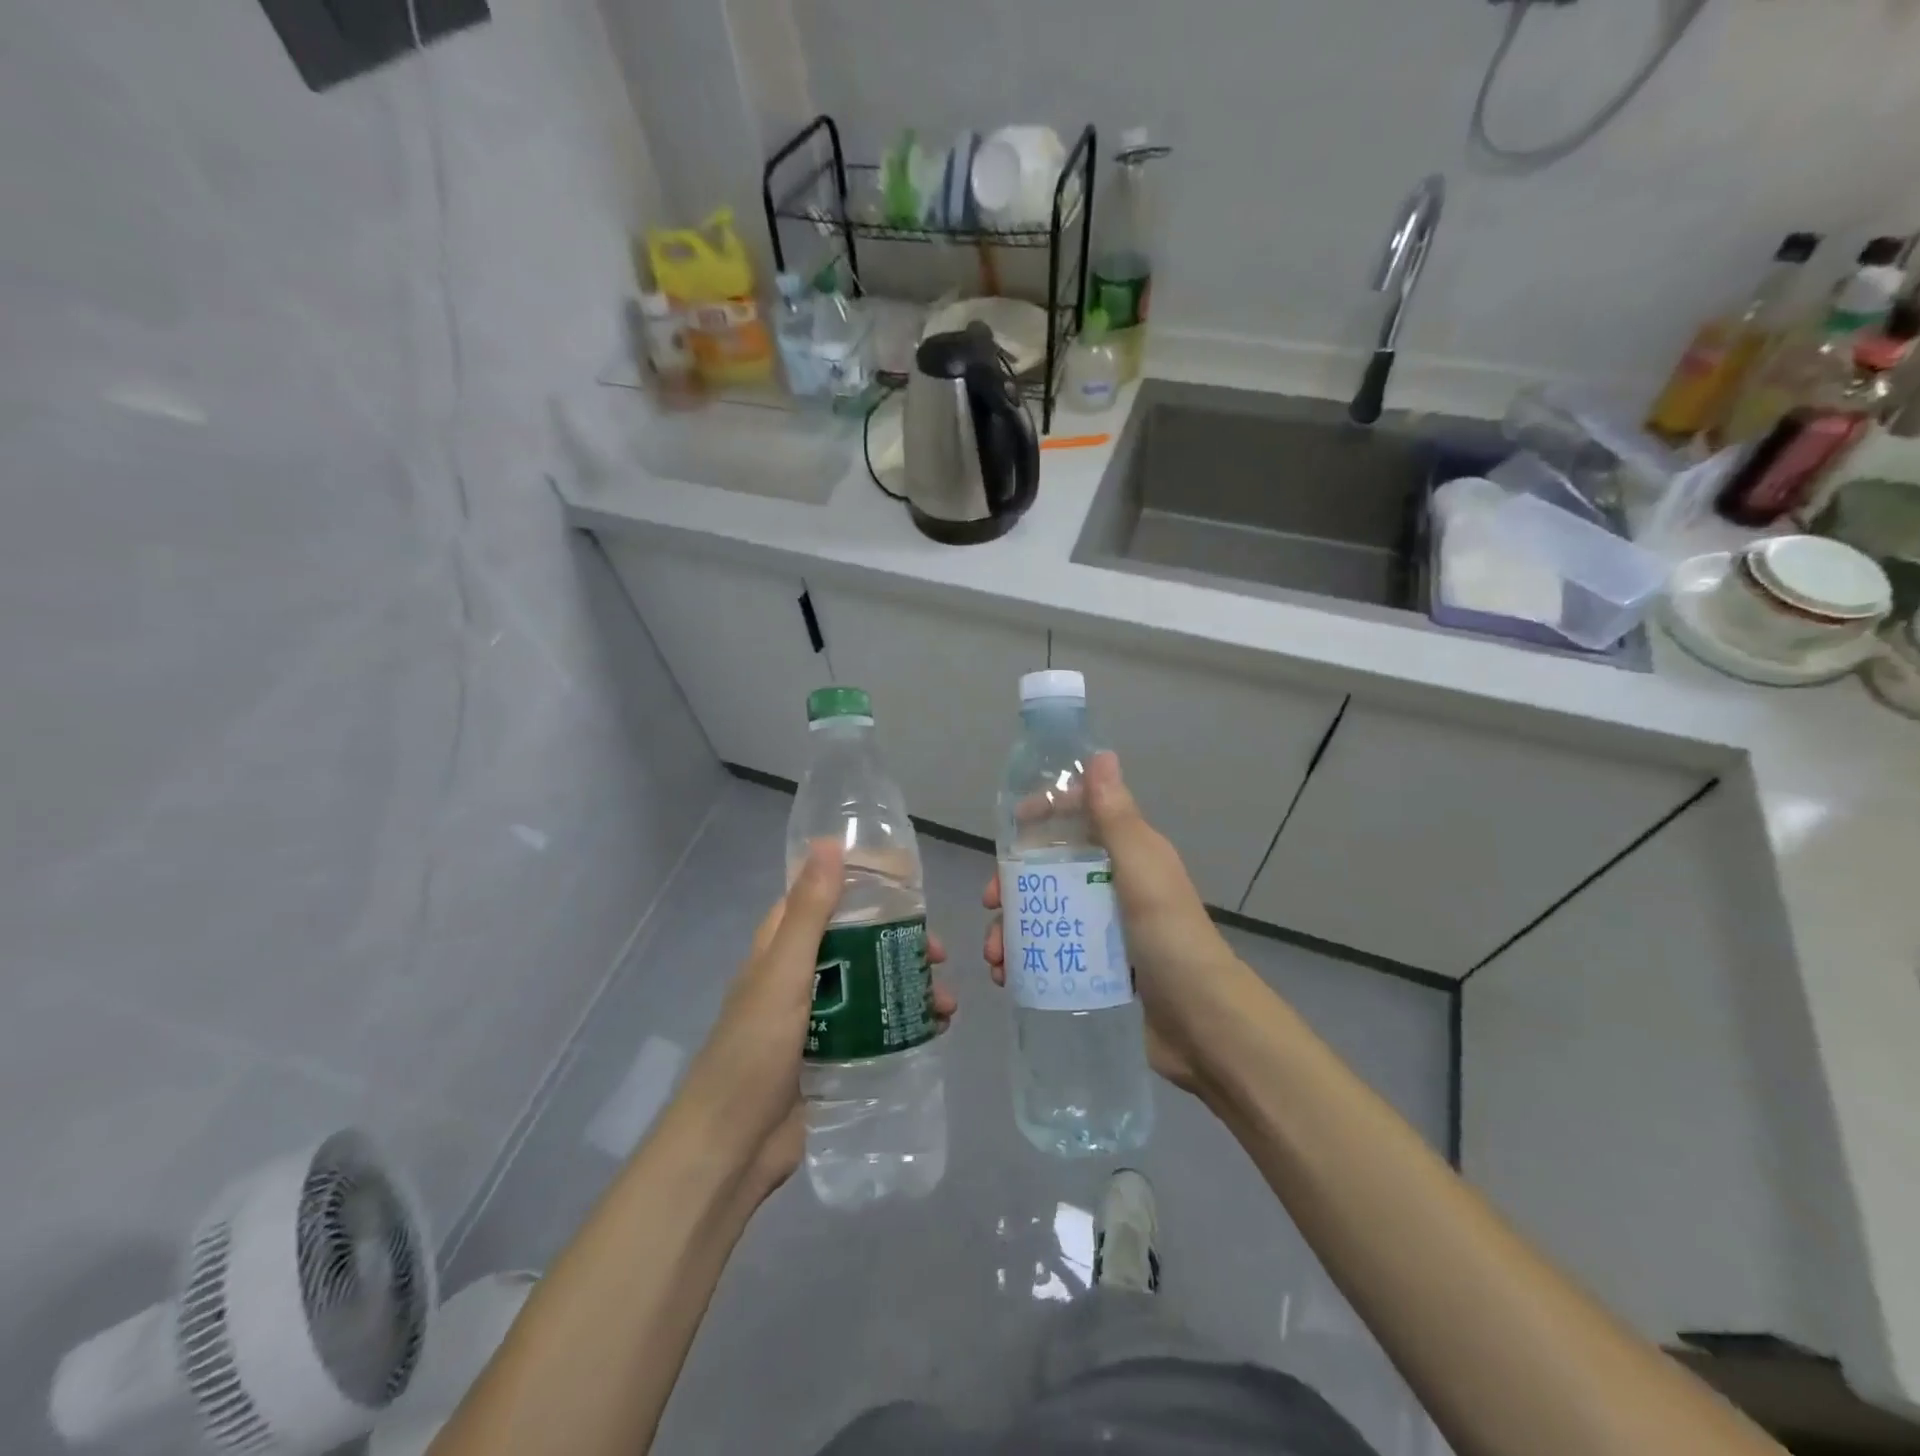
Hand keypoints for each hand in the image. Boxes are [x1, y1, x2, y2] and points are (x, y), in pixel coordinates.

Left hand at [679, 840, 954, 1201]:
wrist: (732, 1147)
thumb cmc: (754, 1050)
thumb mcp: (783, 973)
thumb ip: (810, 912)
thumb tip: (830, 843)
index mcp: (780, 949)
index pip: (821, 899)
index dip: (861, 886)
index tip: (906, 884)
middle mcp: (800, 977)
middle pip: (857, 943)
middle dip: (899, 943)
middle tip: (938, 952)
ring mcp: (818, 1019)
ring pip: (872, 986)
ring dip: (909, 986)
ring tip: (946, 1002)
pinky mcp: (835, 1055)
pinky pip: (876, 1027)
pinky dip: (906, 1023)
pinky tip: (936, 1030)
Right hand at [984, 752, 1243, 1093]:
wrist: (1203, 1026)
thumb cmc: (1170, 938)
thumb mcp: (1143, 870)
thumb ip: (1117, 817)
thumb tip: (1100, 755)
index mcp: (1129, 856)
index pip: (1081, 818)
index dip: (1046, 814)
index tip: (1011, 827)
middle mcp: (1115, 886)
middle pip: (1051, 869)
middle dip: (1014, 882)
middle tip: (992, 902)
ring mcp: (1105, 929)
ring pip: (1045, 913)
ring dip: (1012, 928)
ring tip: (996, 957)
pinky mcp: (1097, 968)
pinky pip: (1050, 952)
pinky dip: (1024, 960)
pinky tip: (1007, 976)